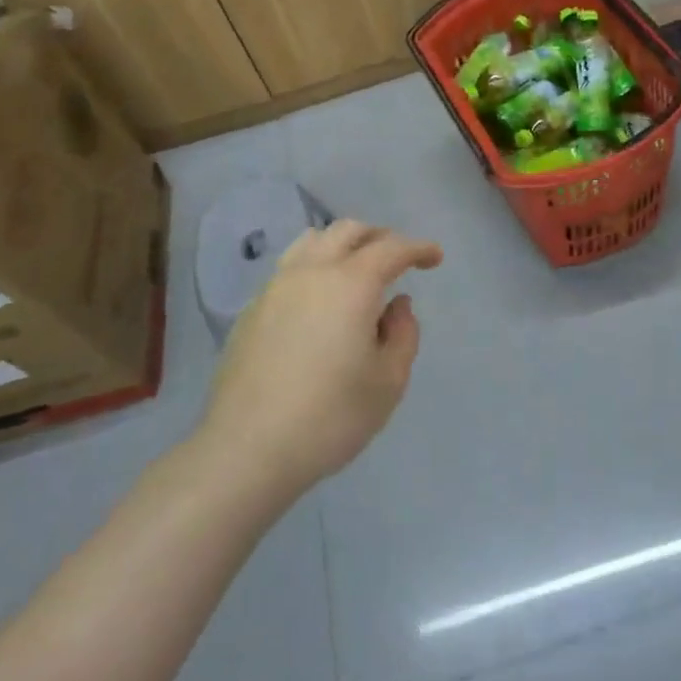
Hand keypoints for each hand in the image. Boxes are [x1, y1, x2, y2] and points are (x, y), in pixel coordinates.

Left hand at [200, 219, 442, 499]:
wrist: (246, 450)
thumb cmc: (330, 416)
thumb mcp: (389, 381)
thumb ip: (403, 334)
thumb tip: (396, 306)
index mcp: (351, 283)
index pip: (391, 248)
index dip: (417, 248)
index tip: (434, 257)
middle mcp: (312, 272)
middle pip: (348, 231)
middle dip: (379, 237)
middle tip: (398, 258)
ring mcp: (276, 287)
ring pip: (312, 241)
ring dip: (342, 244)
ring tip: (357, 268)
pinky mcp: (252, 310)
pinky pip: (290, 268)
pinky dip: (315, 267)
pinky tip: (321, 300)